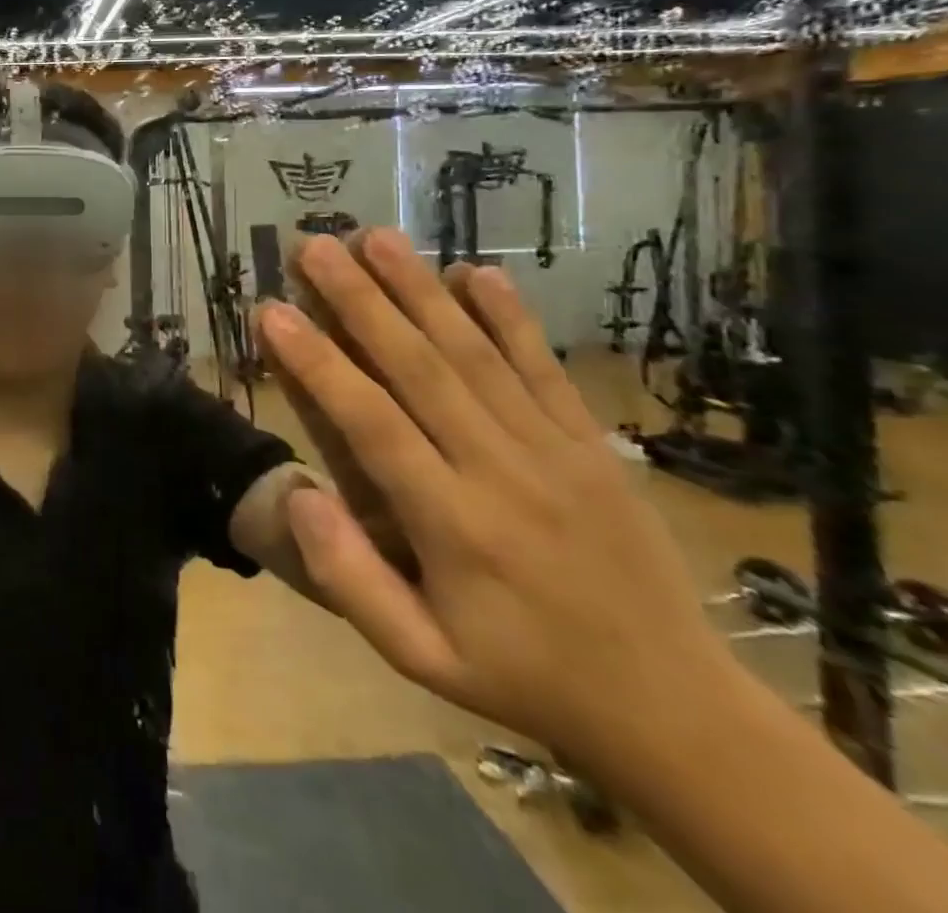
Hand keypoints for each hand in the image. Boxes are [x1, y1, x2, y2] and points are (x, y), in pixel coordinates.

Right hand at [258, 228, 729, 772]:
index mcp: (452, 525)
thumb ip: (350, 579)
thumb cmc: (521, 676)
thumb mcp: (420, 658)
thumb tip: (298, 496)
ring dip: (420, 289)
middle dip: (359, 299)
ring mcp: (553, 450)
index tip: (273, 310)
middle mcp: (499, 471)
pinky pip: (544, 368)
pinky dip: (508, 316)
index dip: (317, 362)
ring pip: (474, 353)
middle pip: (419, 367)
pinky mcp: (589, 443)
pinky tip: (476, 271)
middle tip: (315, 245)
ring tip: (376, 237)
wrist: (674, 709)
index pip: (370, 423)